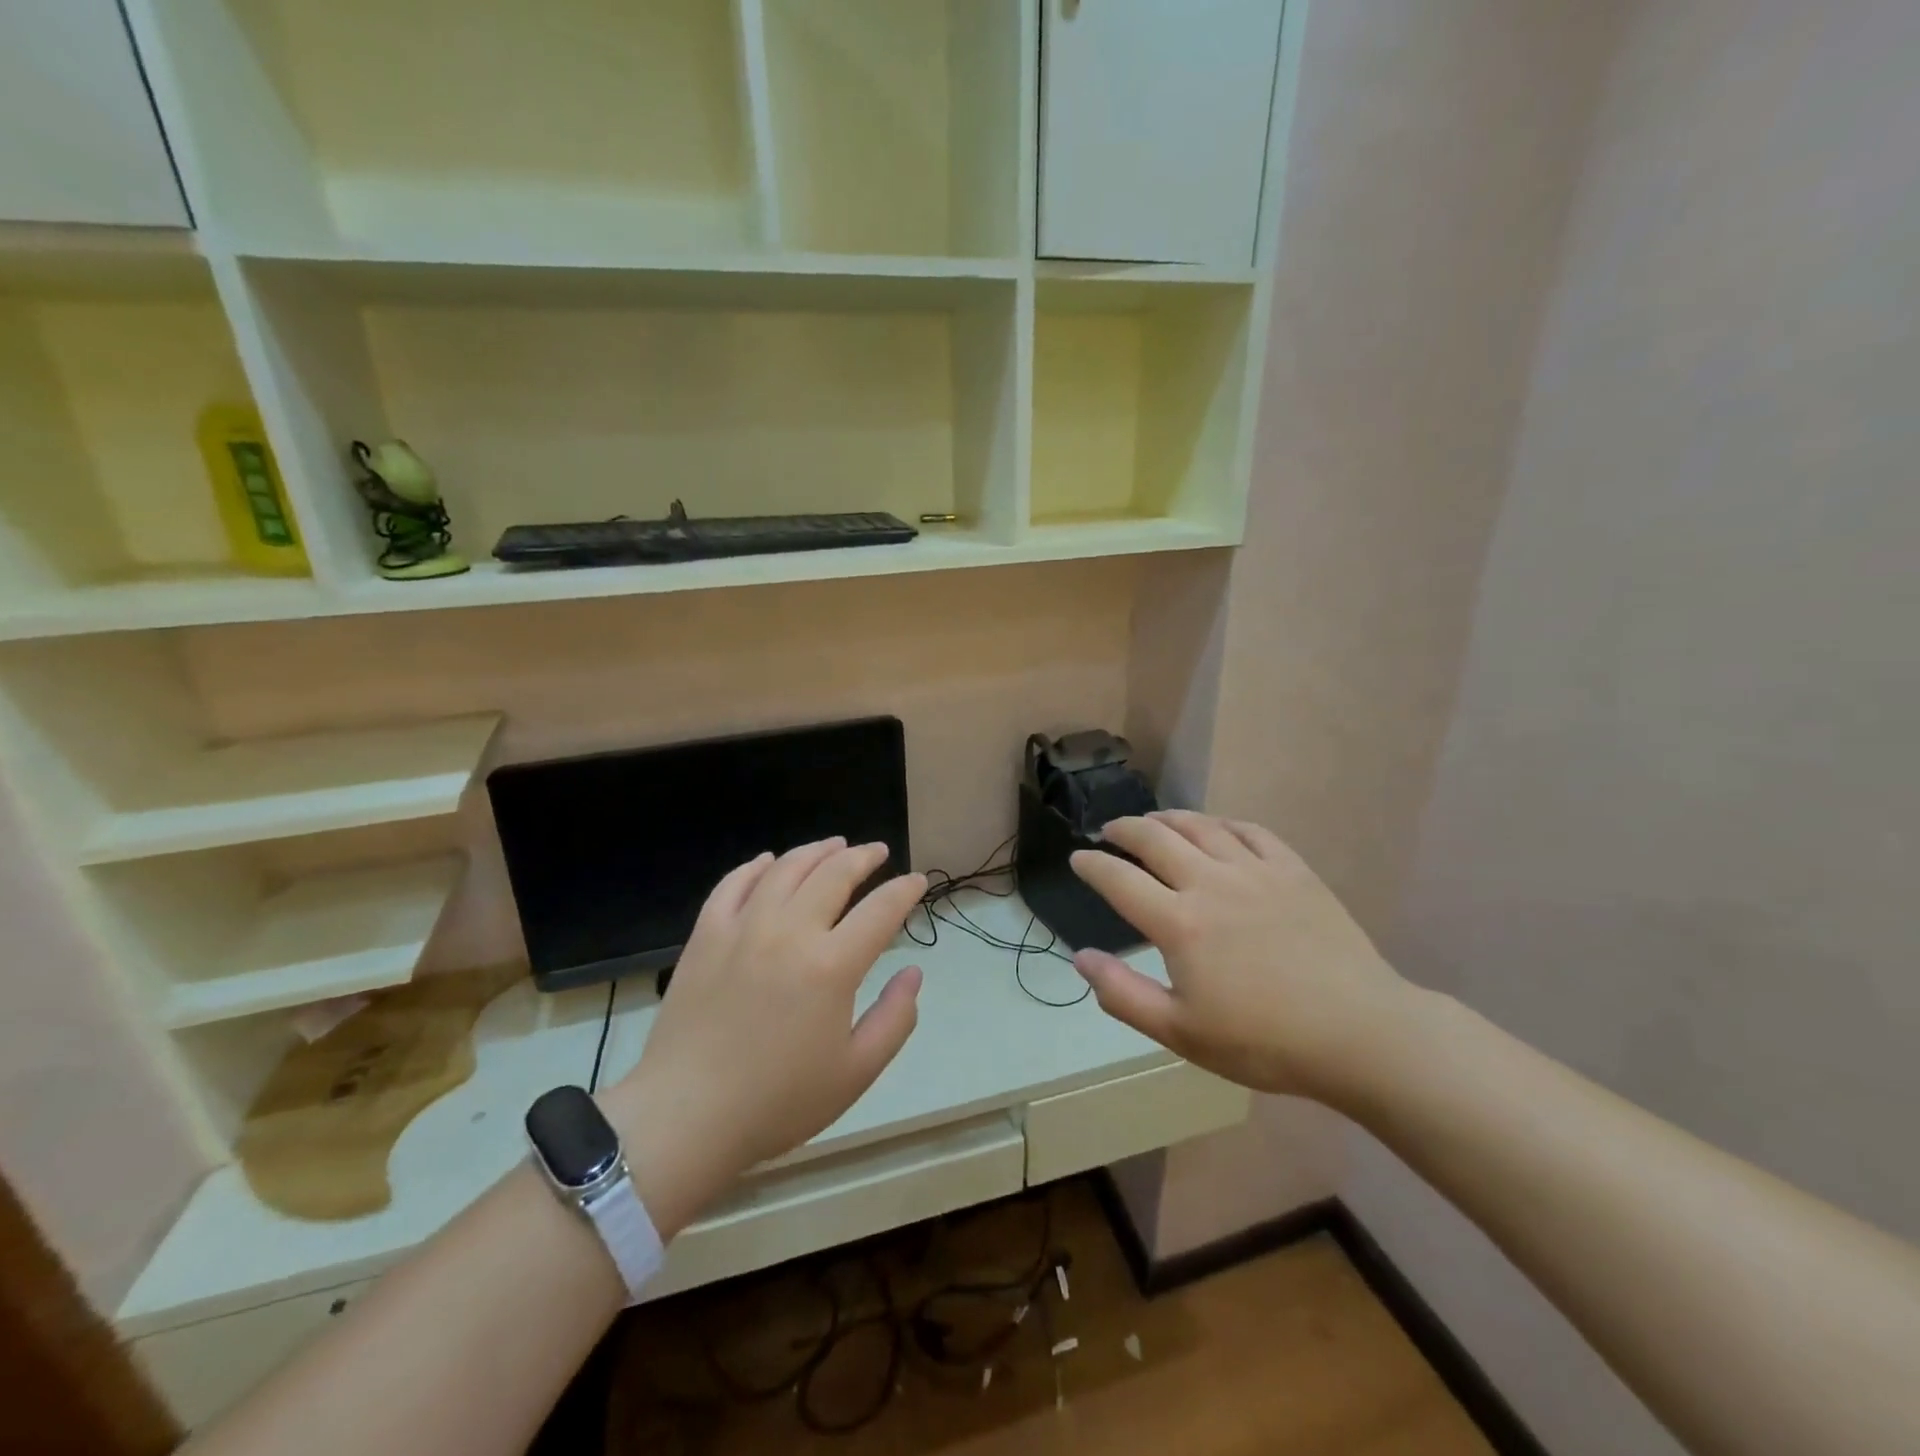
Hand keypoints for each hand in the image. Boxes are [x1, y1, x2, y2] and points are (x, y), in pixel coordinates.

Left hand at [600, 839, 927, 1235]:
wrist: (686, 1116)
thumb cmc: (778, 1101)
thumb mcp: (856, 1072)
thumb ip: (895, 1019)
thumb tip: (913, 972)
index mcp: (832, 965)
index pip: (881, 909)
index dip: (904, 890)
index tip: (916, 880)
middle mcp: (790, 931)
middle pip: (834, 874)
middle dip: (863, 857)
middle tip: (877, 852)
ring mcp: (743, 928)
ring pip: (786, 869)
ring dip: (816, 851)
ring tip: (834, 844)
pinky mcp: (706, 935)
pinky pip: (733, 884)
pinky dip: (755, 867)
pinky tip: (769, 862)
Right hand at [1069, 811, 1415, 1101]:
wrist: (1360, 1034)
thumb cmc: (1264, 1042)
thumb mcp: (1181, 1033)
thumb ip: (1123, 994)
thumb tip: (1081, 958)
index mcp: (1178, 923)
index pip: (1119, 879)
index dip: (1092, 864)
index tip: (1078, 858)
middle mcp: (1210, 883)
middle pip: (1155, 838)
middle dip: (1124, 829)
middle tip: (1110, 831)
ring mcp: (1255, 871)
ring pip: (1201, 826)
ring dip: (1168, 818)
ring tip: (1153, 821)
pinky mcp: (1293, 870)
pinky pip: (1250, 831)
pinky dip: (1222, 823)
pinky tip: (1216, 828)